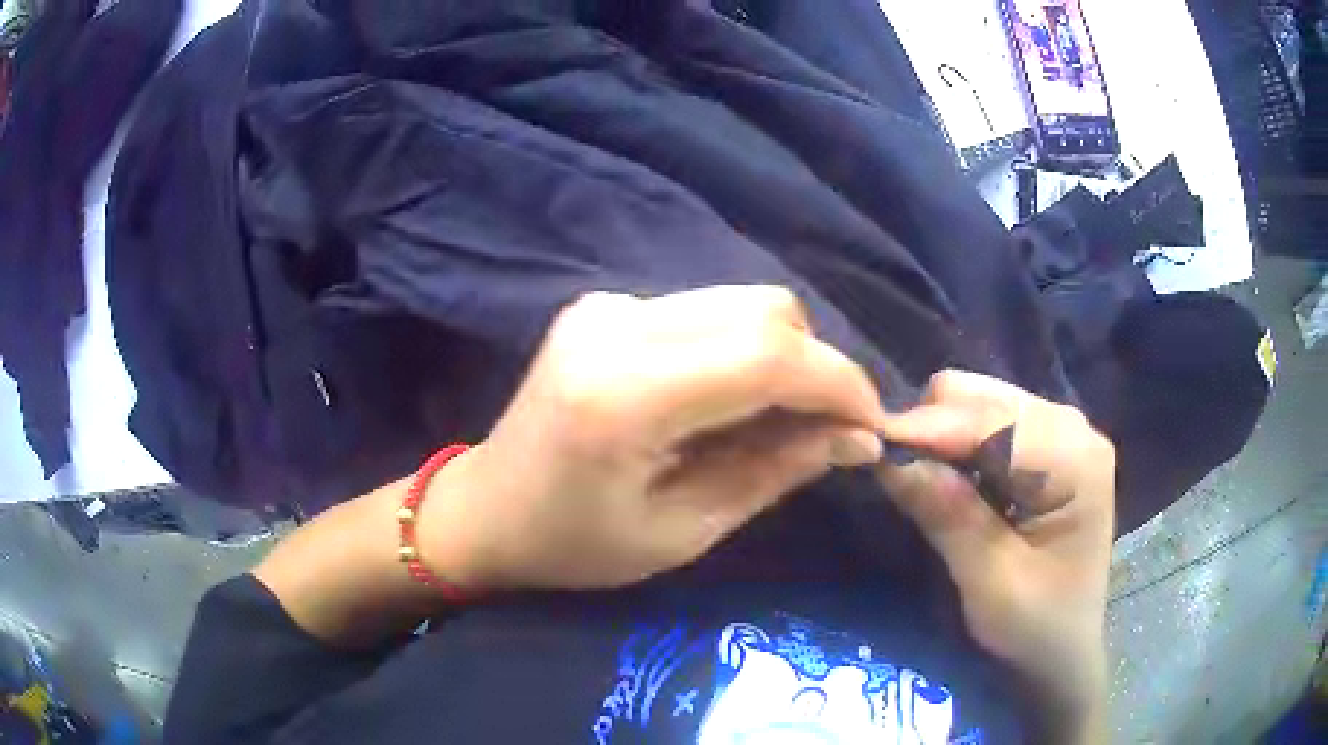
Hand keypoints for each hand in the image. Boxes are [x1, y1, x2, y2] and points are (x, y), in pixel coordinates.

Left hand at [421, 286, 889, 590]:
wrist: (488, 508)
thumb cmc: (576, 544)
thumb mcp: (684, 530)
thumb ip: (774, 471)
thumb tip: (857, 436)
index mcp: (625, 393)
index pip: (768, 355)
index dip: (839, 384)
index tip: (872, 427)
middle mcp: (617, 324)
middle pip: (765, 311)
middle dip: (817, 369)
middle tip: (826, 431)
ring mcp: (608, 304)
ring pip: (742, 303)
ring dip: (784, 357)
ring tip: (779, 420)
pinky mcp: (606, 303)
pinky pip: (708, 312)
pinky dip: (742, 349)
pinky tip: (728, 400)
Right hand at [874, 370, 1113, 738]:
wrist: (1062, 648)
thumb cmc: (1036, 625)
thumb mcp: (991, 581)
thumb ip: (949, 515)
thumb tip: (890, 459)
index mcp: (1077, 459)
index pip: (994, 421)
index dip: (930, 427)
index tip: (870, 442)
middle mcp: (1072, 428)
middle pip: (984, 397)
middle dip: (933, 428)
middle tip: (896, 472)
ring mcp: (1059, 431)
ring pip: (979, 402)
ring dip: (941, 436)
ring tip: (919, 479)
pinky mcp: (1042, 444)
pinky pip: (984, 423)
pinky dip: (955, 446)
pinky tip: (949, 481)